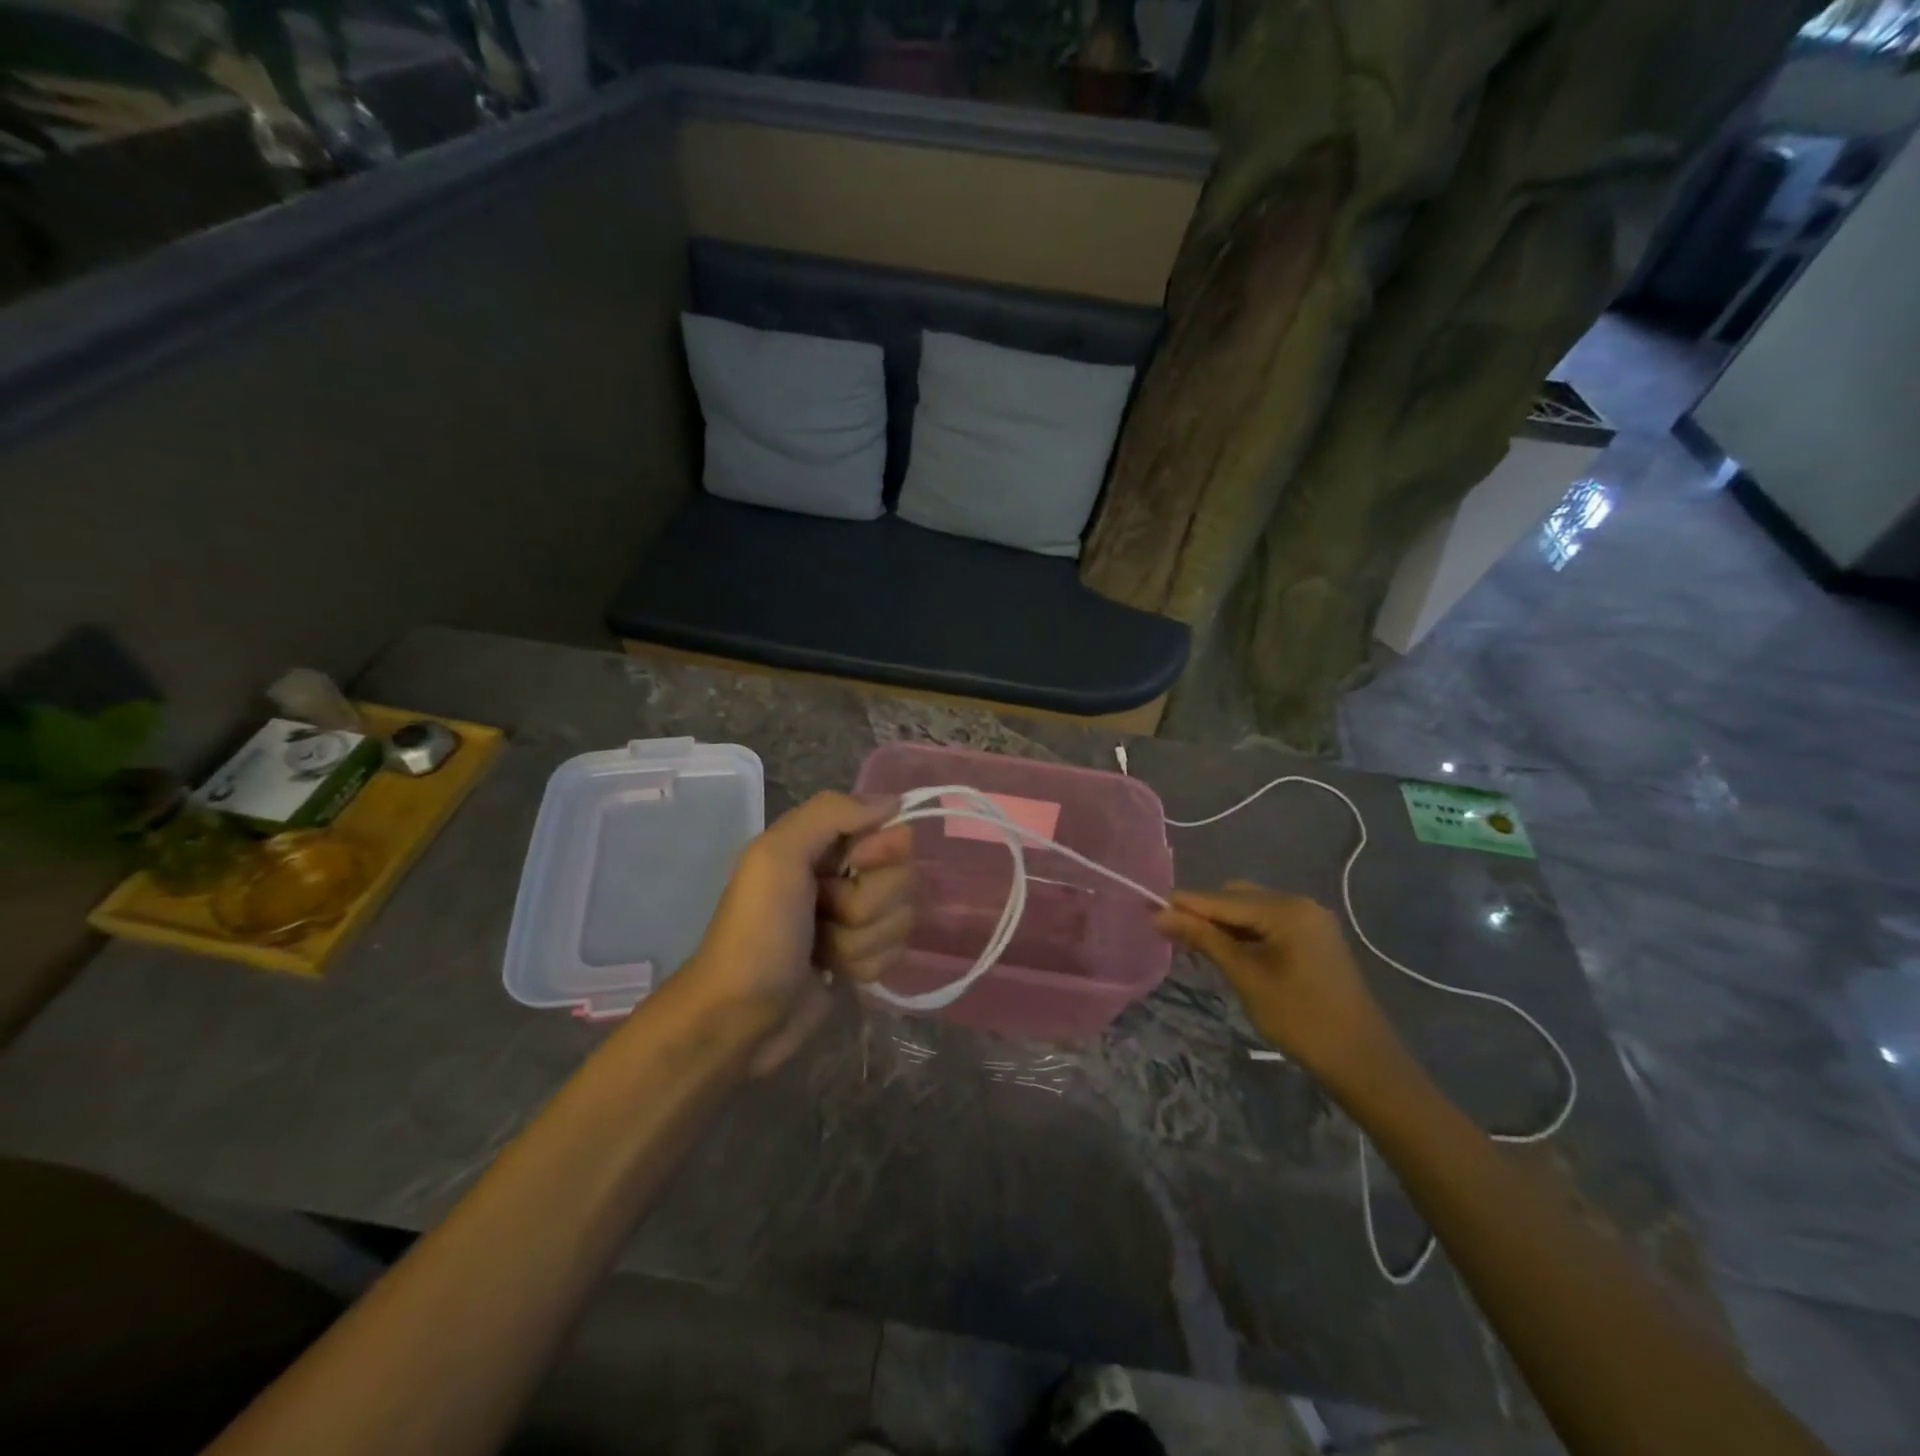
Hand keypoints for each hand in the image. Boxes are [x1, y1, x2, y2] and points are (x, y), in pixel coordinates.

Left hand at [680, 792, 912, 1075]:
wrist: (739, 1019)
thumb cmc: (756, 933)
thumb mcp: (778, 856)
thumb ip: (831, 813)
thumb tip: (893, 802)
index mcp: (821, 843)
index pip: (889, 830)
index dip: (881, 852)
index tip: (856, 866)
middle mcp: (843, 875)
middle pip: (902, 877)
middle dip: (867, 905)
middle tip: (824, 915)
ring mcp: (854, 920)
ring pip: (901, 917)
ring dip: (862, 940)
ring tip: (822, 952)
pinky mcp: (862, 957)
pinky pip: (895, 951)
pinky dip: (865, 965)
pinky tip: (834, 973)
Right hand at [1155, 881, 1401, 1085]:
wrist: (1362, 1061)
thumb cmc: (1300, 1019)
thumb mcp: (1246, 977)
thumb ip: (1204, 940)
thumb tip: (1160, 915)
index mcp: (1286, 909)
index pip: (1222, 899)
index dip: (1184, 904)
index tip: (1148, 910)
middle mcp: (1299, 903)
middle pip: (1237, 897)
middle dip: (1204, 911)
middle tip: (1172, 934)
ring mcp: (1311, 920)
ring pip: (1252, 909)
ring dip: (1223, 922)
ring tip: (1194, 945)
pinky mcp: (1314, 937)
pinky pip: (1269, 922)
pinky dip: (1245, 932)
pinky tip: (1227, 951)